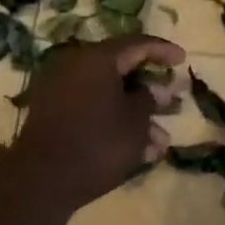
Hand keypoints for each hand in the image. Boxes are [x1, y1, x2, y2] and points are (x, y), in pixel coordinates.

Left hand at [6, 36, 184, 212]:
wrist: (42, 181)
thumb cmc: (97, 144)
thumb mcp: (134, 122)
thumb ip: (149, 99)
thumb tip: (156, 89)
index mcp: (96, 59)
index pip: (136, 43)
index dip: (162, 50)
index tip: (182, 60)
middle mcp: (75, 66)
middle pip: (121, 70)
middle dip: (150, 90)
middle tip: (174, 101)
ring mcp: (60, 91)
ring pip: (108, 95)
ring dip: (136, 115)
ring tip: (161, 141)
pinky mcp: (54, 115)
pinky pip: (92, 110)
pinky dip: (115, 123)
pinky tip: (139, 151)